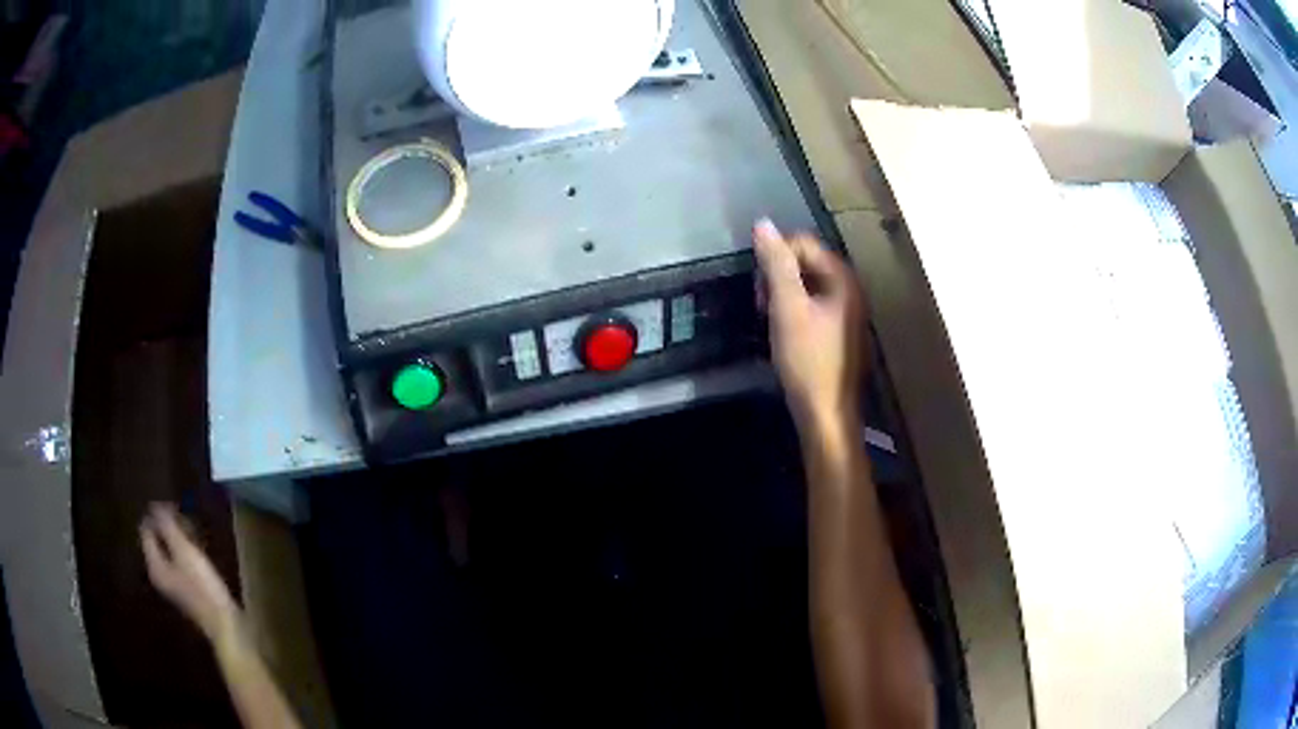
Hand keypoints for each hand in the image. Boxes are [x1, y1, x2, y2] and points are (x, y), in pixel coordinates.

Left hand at [140, 503, 241, 643]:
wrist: (226, 625)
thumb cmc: (203, 587)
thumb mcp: (185, 553)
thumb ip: (168, 528)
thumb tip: (154, 506)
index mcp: (154, 564)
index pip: (146, 530)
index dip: (157, 515)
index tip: (176, 507)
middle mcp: (160, 573)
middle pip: (157, 540)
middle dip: (169, 526)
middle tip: (186, 518)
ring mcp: (174, 582)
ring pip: (170, 550)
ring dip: (179, 538)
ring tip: (195, 531)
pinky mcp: (188, 588)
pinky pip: (180, 560)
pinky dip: (187, 551)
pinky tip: (200, 550)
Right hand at [753, 219, 866, 430]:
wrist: (826, 413)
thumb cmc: (808, 361)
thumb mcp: (787, 309)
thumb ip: (776, 265)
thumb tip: (762, 224)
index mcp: (842, 278)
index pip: (803, 243)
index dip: (775, 258)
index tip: (761, 290)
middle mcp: (850, 288)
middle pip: (806, 261)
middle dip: (778, 276)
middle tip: (763, 306)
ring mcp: (847, 310)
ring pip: (807, 284)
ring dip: (783, 295)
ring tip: (771, 321)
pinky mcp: (840, 330)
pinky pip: (813, 304)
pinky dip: (794, 311)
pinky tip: (784, 332)